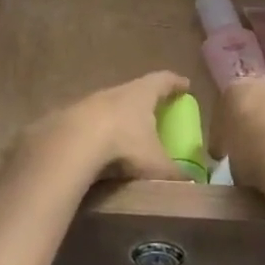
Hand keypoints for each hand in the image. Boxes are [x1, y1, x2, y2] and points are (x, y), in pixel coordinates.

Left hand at [15, 70, 192, 183]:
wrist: (72, 143)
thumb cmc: (124, 144)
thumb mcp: (156, 164)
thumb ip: (175, 174)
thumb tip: (191, 183)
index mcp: (142, 93)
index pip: (164, 81)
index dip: (176, 83)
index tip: (185, 85)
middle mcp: (118, 91)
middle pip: (137, 90)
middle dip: (148, 100)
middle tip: (158, 110)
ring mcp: (92, 101)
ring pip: (113, 105)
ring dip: (122, 115)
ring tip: (129, 131)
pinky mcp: (72, 117)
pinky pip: (94, 122)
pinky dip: (102, 130)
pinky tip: (102, 146)